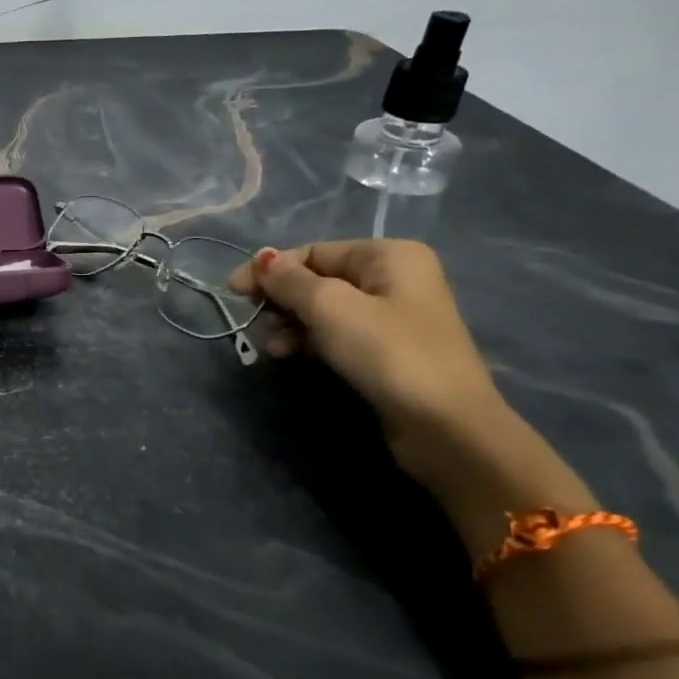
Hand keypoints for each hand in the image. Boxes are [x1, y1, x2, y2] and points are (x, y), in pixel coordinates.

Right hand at [229, 240, 507, 482]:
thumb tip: (262, 258)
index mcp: (388, 255)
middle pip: (318, 279)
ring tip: (271, 345)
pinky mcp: (386, 351)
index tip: (233, 290)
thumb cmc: (388, 353)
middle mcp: (394, 278)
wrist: (445, 426)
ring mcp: (392, 316)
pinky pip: (337, 334)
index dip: (271, 269)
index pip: (314, 252)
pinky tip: (288, 354)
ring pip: (325, 309)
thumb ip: (291, 281)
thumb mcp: (331, 308)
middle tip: (252, 319)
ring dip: (291, 323)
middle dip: (282, 298)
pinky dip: (310, 340)